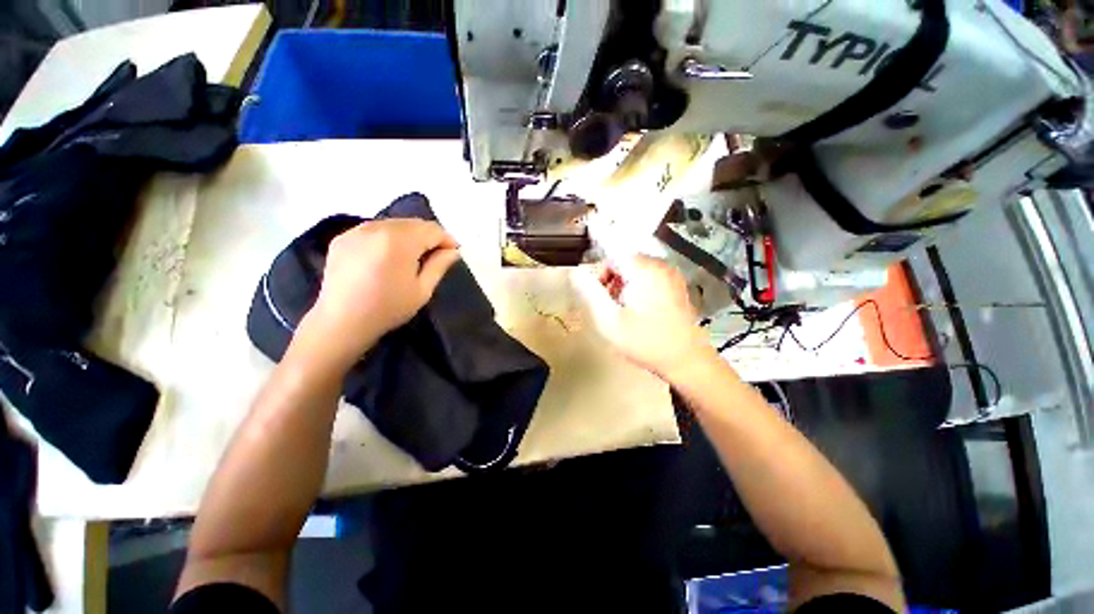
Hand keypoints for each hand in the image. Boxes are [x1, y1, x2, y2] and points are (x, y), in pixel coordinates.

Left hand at [293, 219, 459, 371]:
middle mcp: (377, 227)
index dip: (447, 239)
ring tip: (412, 256)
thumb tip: (453, 251)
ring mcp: (356, 230)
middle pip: (413, 223)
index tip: (453, 253)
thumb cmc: (388, 308)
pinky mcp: (343, 238)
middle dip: (428, 236)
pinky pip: (374, 229)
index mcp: (400, 241)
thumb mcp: (422, 290)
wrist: (341, 322)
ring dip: (409, 235)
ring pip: (394, 224)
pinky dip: (388, 237)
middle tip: (435, 255)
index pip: (432, 230)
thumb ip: (439, 265)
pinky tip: (388, 256)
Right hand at [580, 255, 715, 381]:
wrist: (687, 361)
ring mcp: (671, 275)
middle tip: (609, 309)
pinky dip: (637, 290)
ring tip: (623, 313)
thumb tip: (575, 273)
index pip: (610, 258)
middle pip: (623, 263)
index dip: (598, 276)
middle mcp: (660, 265)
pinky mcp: (676, 286)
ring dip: (622, 288)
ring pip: (635, 272)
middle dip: (610, 283)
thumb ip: (589, 293)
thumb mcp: (609, 320)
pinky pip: (648, 279)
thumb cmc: (646, 342)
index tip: (597, 299)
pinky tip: (638, 313)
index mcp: (644, 269)